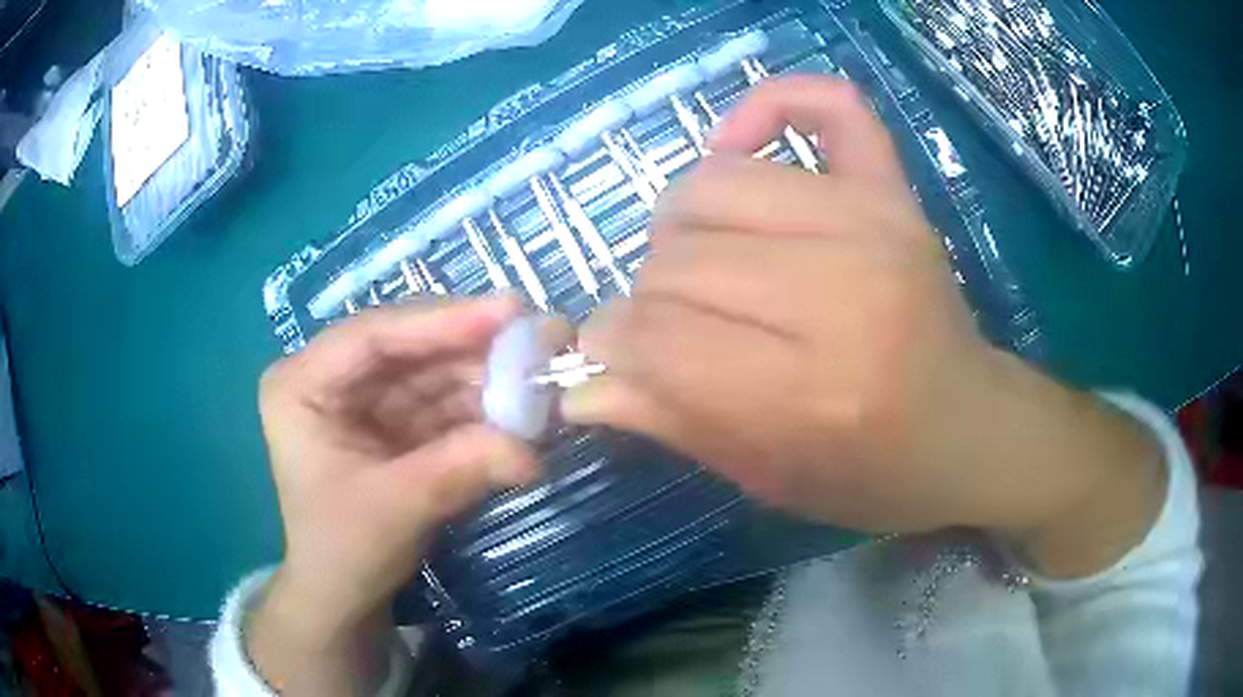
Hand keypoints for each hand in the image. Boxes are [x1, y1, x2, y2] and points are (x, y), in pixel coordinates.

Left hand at [250, 296, 538, 694]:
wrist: (343, 596)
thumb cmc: (343, 552)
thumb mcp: (395, 509)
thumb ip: (460, 470)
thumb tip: (532, 450)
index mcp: (300, 384)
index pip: (372, 336)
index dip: (441, 320)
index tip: (509, 311)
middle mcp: (330, 377)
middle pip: (408, 345)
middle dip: (473, 346)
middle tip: (541, 337)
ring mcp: (364, 398)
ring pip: (432, 370)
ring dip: (486, 376)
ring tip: (542, 374)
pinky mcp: (393, 421)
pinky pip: (442, 402)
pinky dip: (482, 406)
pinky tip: (521, 407)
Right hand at [564, 76, 1162, 574]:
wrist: (972, 432)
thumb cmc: (877, 476)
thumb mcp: (768, 478)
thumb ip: (670, 422)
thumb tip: (579, 384)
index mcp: (814, 392)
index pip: (658, 337)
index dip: (610, 345)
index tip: (608, 355)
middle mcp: (845, 293)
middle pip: (679, 258)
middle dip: (644, 299)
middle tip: (666, 328)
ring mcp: (876, 223)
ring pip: (714, 185)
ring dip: (680, 227)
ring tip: (702, 263)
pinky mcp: (895, 191)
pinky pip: (827, 104)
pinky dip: (771, 103)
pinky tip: (742, 145)